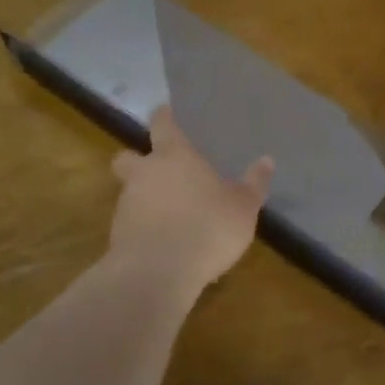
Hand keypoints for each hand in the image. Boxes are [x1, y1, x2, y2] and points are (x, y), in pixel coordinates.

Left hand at [107, 106, 273, 299]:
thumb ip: (253, 184)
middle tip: (154, 170)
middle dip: (135, 160)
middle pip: (127, 157)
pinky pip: (130, 224)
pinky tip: (162, 243)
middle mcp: (144, 174)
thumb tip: (267, 160)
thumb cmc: (207, 227)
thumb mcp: (243, 207)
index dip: (163, 117)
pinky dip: (142, 228)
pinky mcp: (117, 236)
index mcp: (174, 156)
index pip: (162, 125)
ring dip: (143, 199)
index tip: (163, 112)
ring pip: (128, 192)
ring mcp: (126, 205)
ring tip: (168, 216)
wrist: (157, 272)